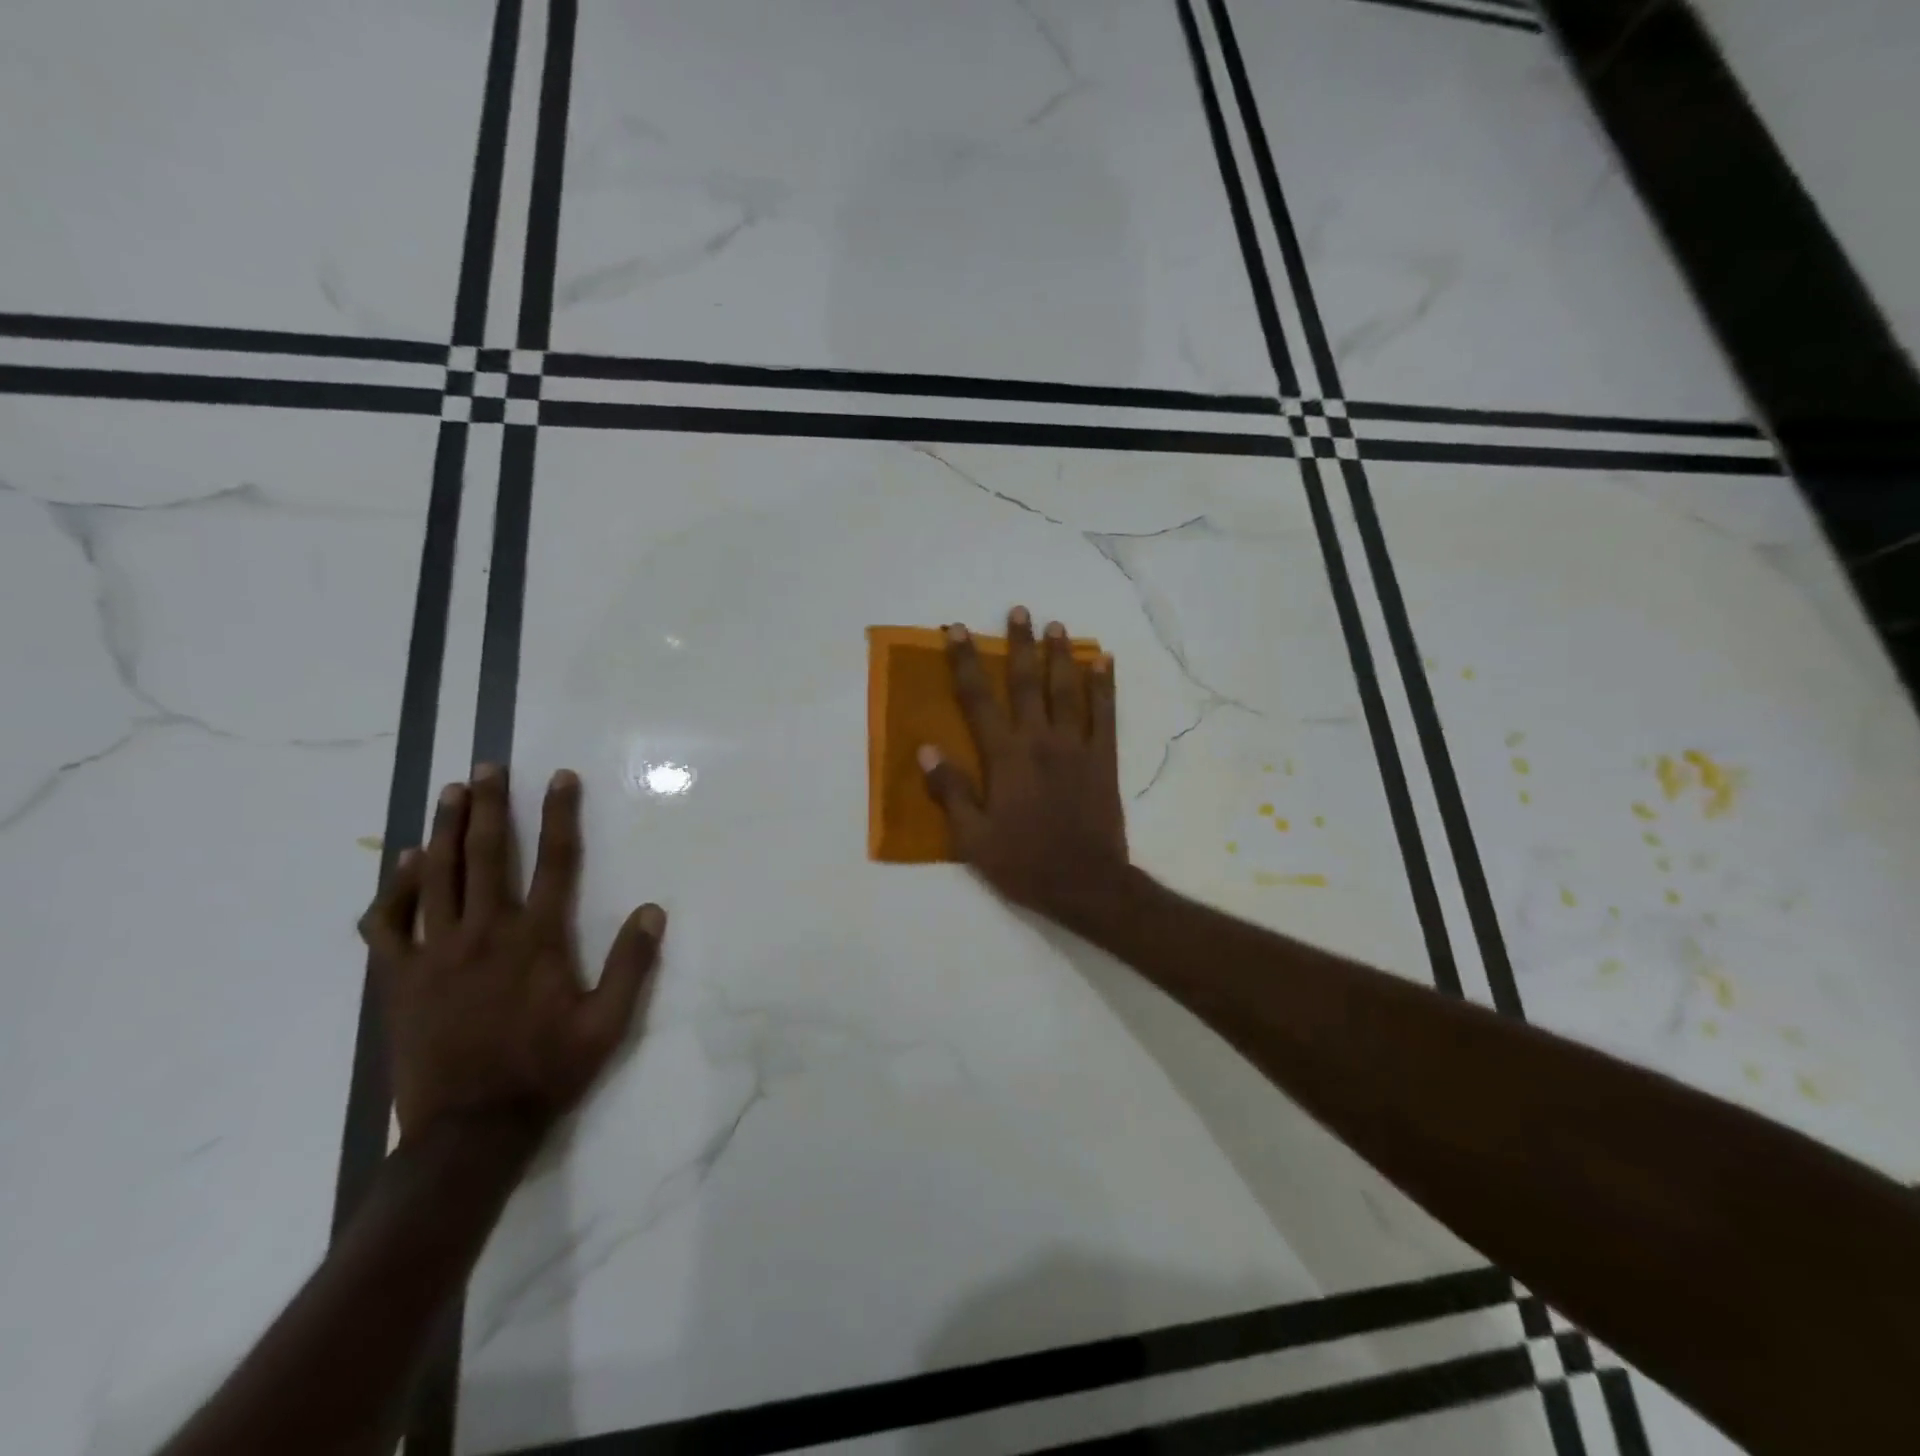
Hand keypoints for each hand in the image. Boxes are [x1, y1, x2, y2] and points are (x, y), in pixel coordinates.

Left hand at [357, 764, 665, 1139]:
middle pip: (486, 854)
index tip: (559, 777)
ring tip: (451, 791)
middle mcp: (484, 933)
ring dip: (445, 829)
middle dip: (489, 805)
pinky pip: (388, 923)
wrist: (469, 1130)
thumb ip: (632, 964)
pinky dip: (396, 888)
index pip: (554, 861)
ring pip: (437, 876)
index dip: (558, 814)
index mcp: (537, 939)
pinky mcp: (398, 979)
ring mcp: (434, 954)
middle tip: (489, 766)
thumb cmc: (547, 1071)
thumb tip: (654, 909)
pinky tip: (407, 864)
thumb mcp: (608, 1024)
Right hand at [920, 606, 1131, 924]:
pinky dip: (1105, 685)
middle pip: (1027, 683)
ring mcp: (1076, 747)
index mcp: (1005, 758)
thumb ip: (950, 790)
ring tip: (1057, 626)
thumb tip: (926, 749)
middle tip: (1019, 610)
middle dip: (1019, 644)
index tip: (957, 630)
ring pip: (1067, 690)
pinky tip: (1104, 661)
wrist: (1086, 884)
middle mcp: (1040, 741)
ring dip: (1060, 655)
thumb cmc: (1023, 863)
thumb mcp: (973, 838)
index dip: (965, 662)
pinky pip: (1105, 714)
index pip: (978, 700)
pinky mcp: (1104, 759)